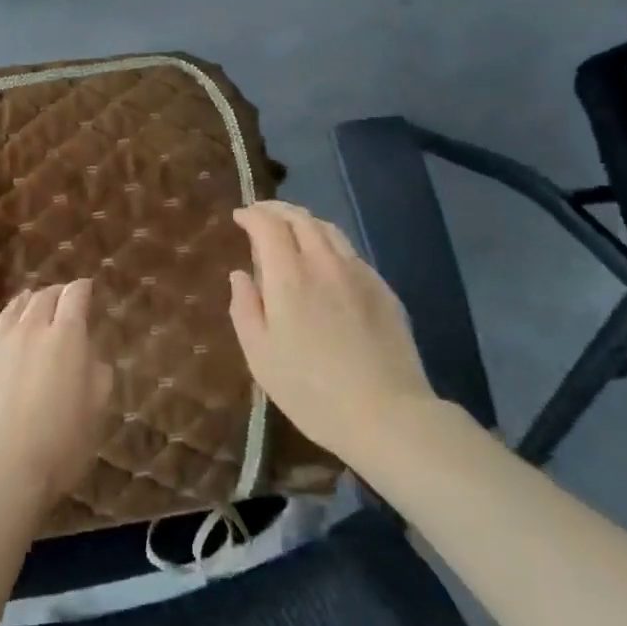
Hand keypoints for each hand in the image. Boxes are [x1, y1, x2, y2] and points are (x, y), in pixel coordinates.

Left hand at [0, 280, 114, 506]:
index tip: (86, 288)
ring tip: (30, 306)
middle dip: (55, 293)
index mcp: (65, 337)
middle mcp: (29, 331)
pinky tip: (5, 353)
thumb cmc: (58, 444)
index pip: (75, 296)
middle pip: (42, 297)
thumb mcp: (96, 411)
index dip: (82, 289)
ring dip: (26, 305)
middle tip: (62, 298)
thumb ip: (97, 374)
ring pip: (12, 312)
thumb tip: (88, 355)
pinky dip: (4, 339)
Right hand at [229, 201, 434, 462]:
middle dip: (277, 210)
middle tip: (261, 215)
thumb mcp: (260, 356)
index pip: (268, 225)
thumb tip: (241, 275)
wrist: (387, 414)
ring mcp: (359, 273)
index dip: (252, 215)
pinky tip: (326, 262)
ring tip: (292, 230)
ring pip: (329, 230)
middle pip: (300, 218)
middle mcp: (325, 262)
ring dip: (304, 222)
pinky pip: (350, 252)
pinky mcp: (383, 289)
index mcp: (289, 275)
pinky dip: (329, 244)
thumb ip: (245, 308)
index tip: (239, 217)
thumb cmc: (311, 391)